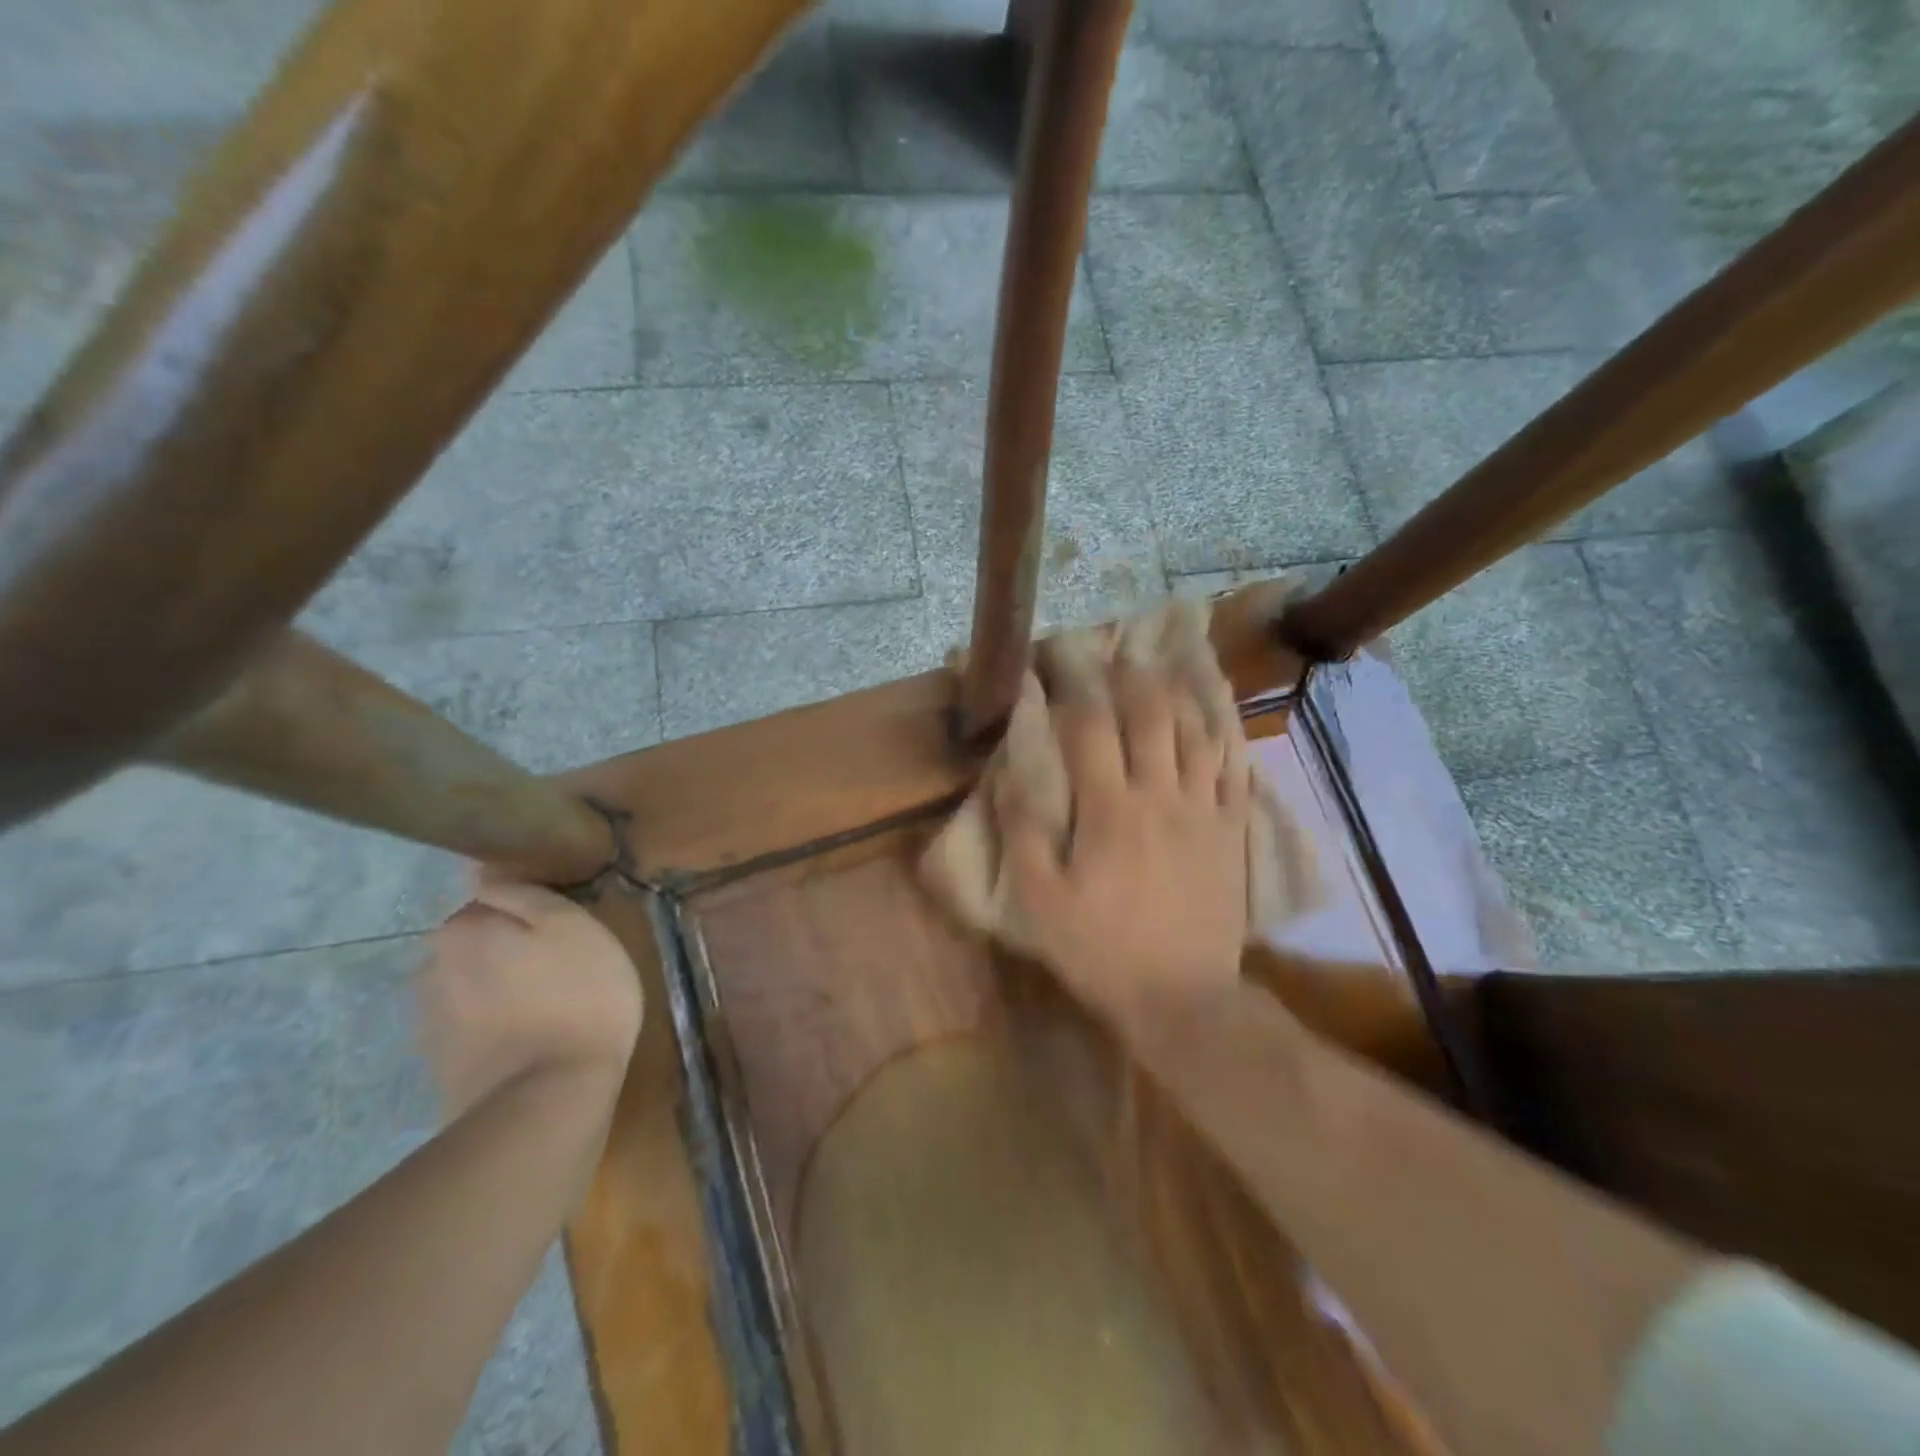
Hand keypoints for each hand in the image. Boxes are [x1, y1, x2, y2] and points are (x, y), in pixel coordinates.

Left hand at [420, 878, 643, 1122]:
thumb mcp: (573, 925)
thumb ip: (527, 894)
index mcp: (462, 929)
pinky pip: (473, 1025)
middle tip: (563, 968)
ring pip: (474, 985)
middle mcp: (431, 968)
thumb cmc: (576, 996)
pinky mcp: (440, 1064)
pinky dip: (496, 1026)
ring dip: (503, 989)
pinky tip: (530, 1040)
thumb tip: (486, 875)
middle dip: (511, 950)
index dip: (532, 912)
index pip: (493, 900)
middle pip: (479, 944)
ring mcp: (429, 1021)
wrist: (547, 1099)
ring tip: (549, 1008)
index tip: (564, 929)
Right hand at [997, 656, 1250, 1013]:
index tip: (1057, 659)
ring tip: (1165, 664)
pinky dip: (1225, 730)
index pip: (1091, 727)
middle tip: (1114, 652)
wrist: (1181, 998)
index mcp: (1110, 810)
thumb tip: (1012, 772)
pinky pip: (1234, 765)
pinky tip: (1218, 710)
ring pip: (1196, 731)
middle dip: (1129, 675)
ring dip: (1178, 691)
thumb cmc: (1100, 949)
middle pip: (1151, 715)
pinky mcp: (1232, 828)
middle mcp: (1161, 795)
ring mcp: (1204, 809)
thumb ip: (1024, 832)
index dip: (1072, 685)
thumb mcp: (1040, 900)